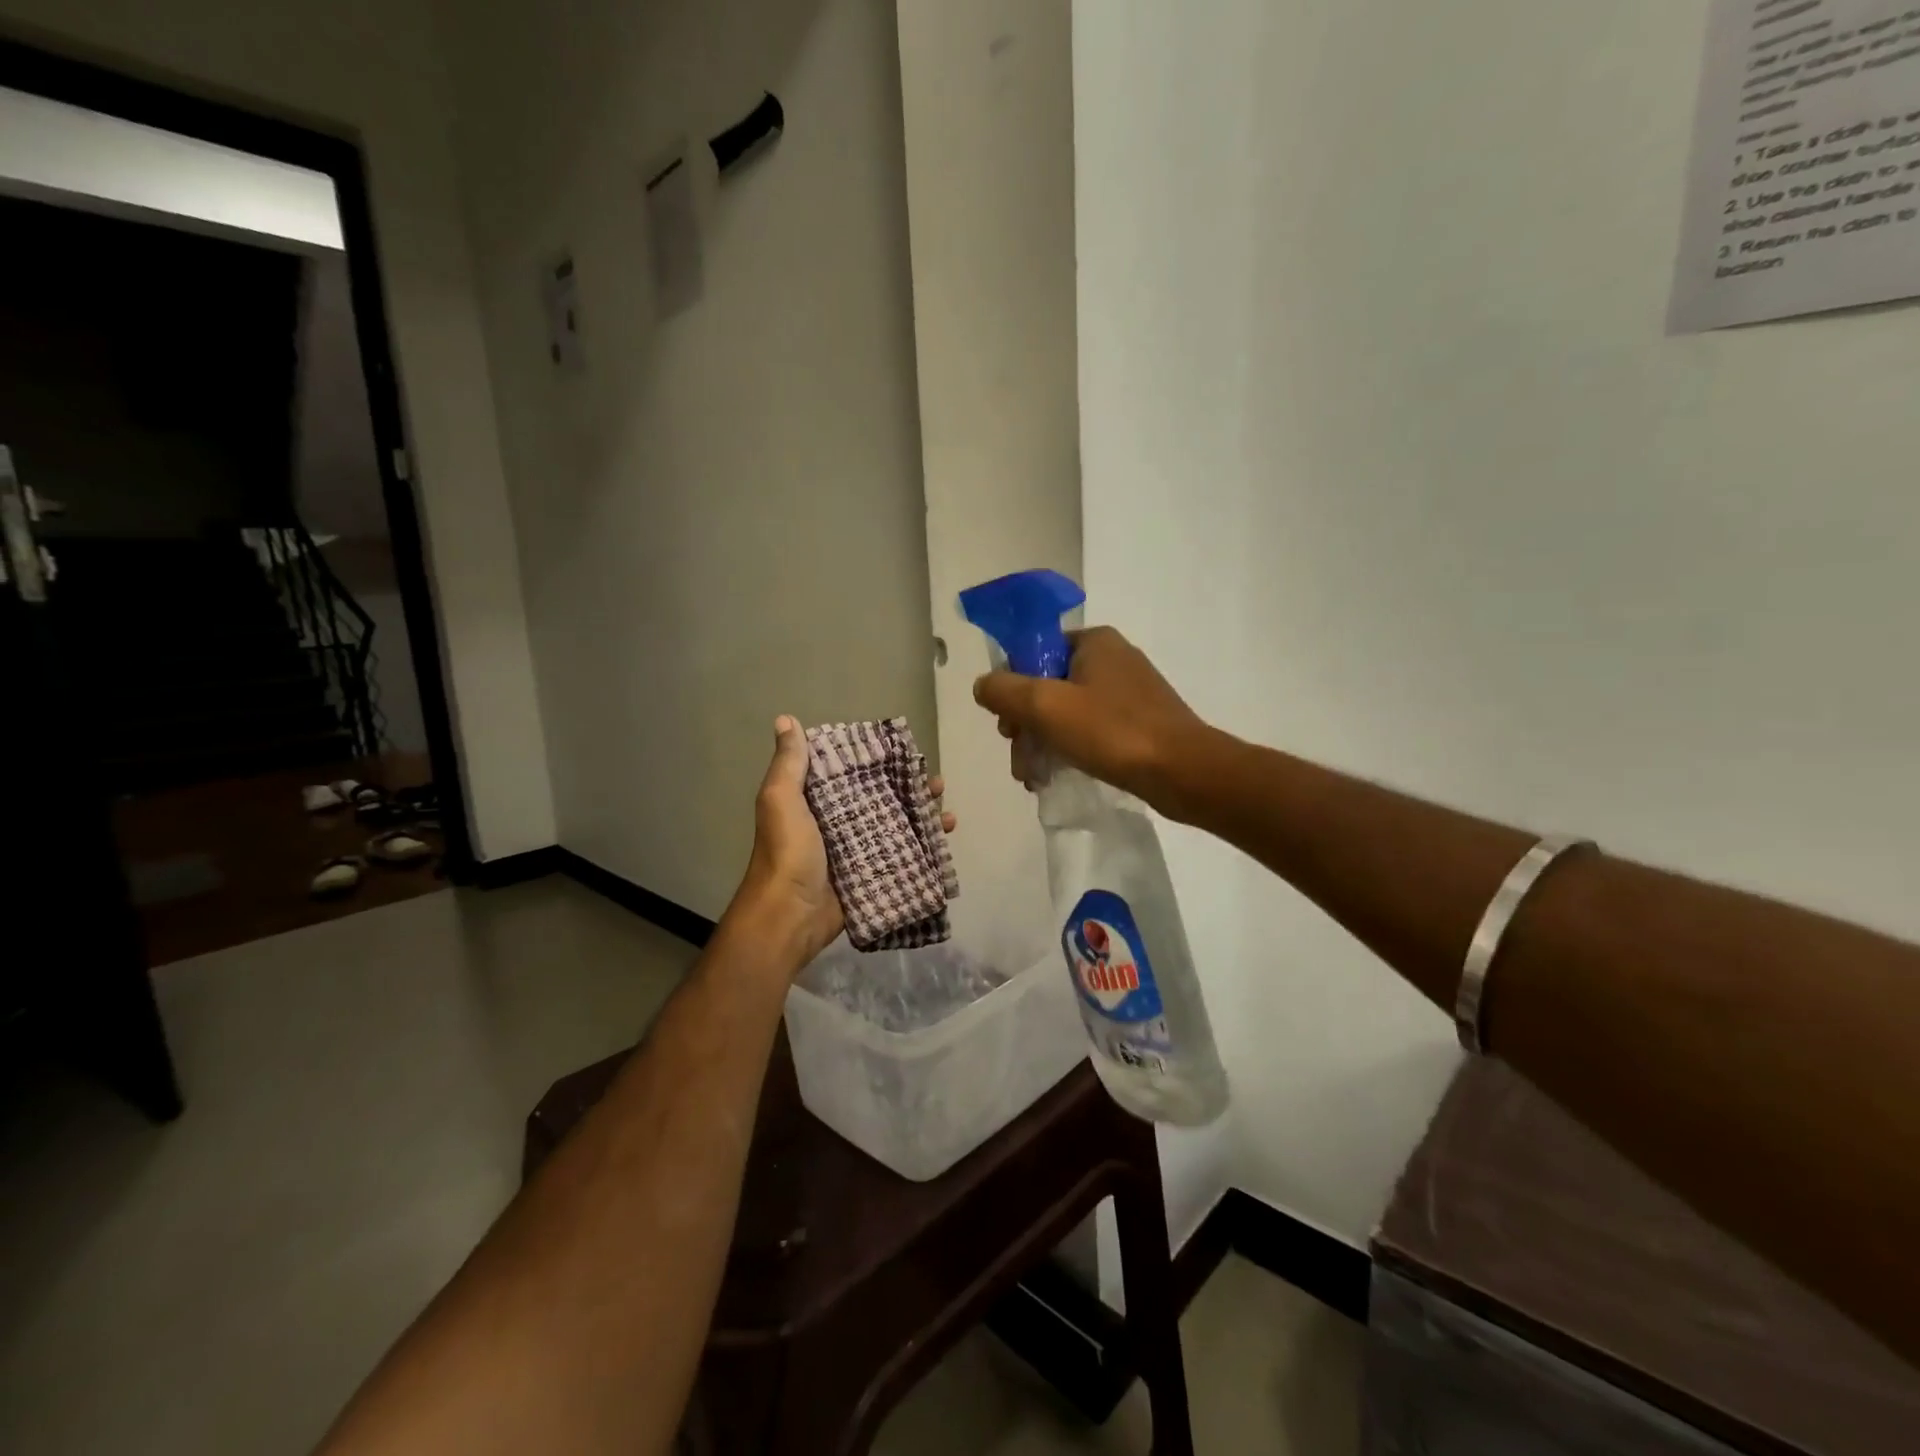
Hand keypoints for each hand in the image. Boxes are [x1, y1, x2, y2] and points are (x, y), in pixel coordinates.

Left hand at [733, 716, 953, 970]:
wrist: (789, 916)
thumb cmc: (787, 852)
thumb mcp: (781, 800)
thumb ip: (789, 764)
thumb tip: (786, 719)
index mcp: (815, 803)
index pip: (850, 774)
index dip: (875, 761)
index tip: (904, 750)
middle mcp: (837, 824)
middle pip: (881, 799)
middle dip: (909, 790)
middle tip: (937, 783)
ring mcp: (857, 852)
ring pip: (896, 827)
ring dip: (922, 818)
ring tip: (948, 813)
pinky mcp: (871, 876)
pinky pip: (901, 857)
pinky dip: (924, 848)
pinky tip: (945, 839)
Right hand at [972, 627, 1209, 816]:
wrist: (1183, 772)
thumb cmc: (1111, 731)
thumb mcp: (1045, 706)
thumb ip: (1004, 690)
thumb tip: (983, 685)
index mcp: (1094, 642)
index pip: (1034, 652)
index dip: (1012, 687)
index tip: (1006, 723)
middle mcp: (1112, 658)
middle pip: (1047, 685)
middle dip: (1025, 724)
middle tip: (1018, 758)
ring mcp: (1128, 691)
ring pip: (1066, 712)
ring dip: (1042, 743)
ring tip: (1032, 778)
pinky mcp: (1138, 722)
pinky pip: (1090, 729)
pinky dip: (1068, 749)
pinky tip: (1055, 777)